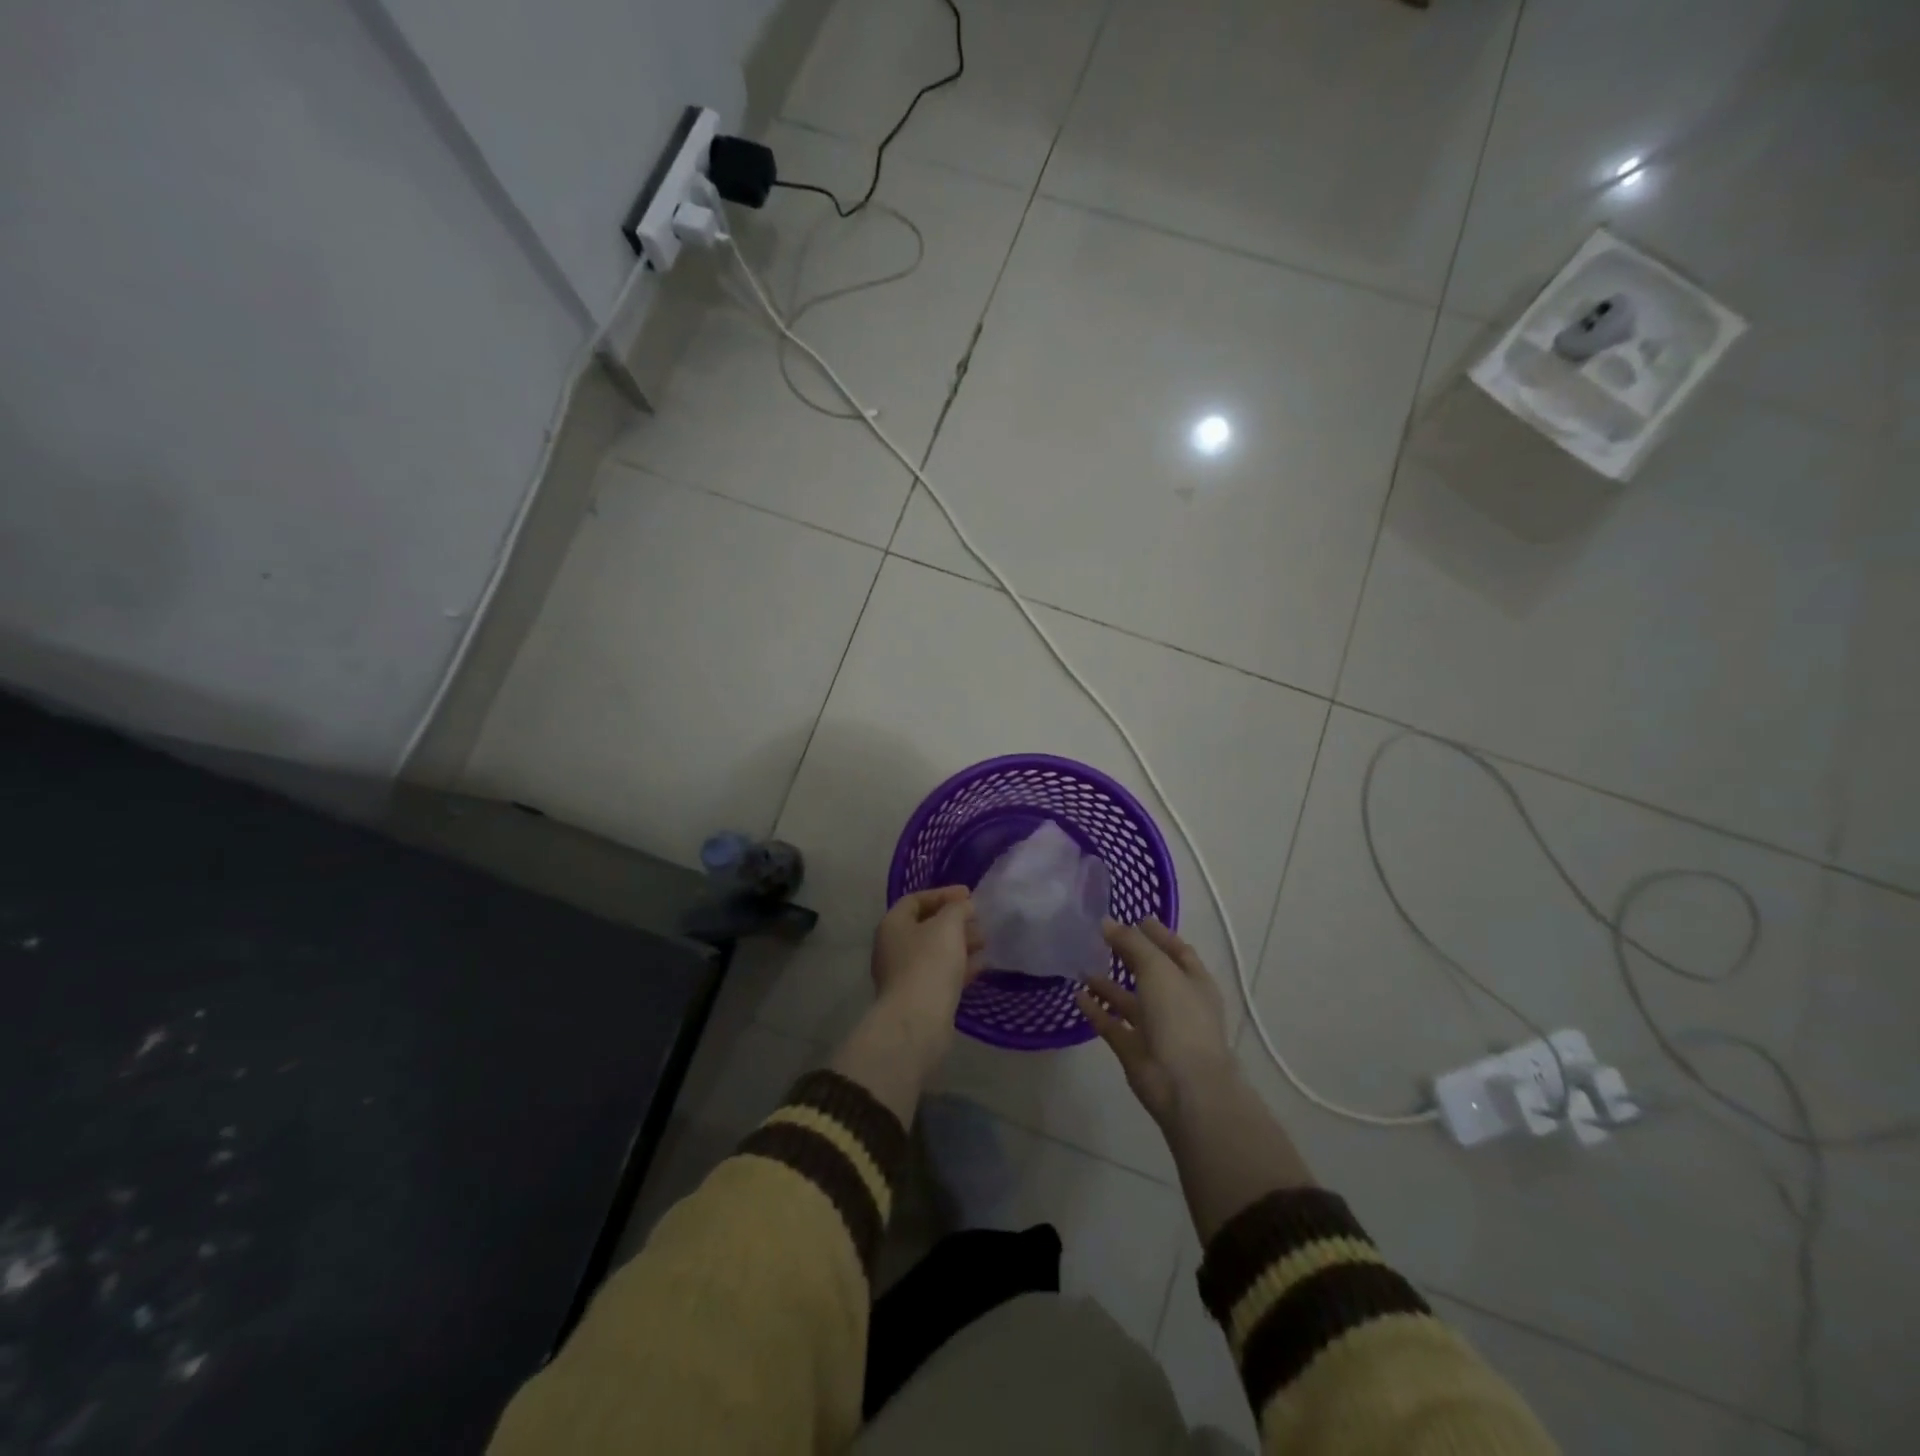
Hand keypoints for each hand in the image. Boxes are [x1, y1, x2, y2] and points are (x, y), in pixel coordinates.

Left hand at [869, 886, 984, 1066]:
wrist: (918, 1020)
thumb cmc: (929, 962)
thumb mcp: (948, 925)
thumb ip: (958, 908)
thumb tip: (964, 907)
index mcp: (892, 924)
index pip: (916, 899)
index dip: (943, 894)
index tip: (969, 895)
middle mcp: (893, 947)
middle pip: (926, 926)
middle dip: (955, 920)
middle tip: (979, 920)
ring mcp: (903, 974)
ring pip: (935, 951)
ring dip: (960, 944)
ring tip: (985, 942)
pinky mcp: (918, 997)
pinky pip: (940, 974)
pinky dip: (959, 966)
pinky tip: (981, 966)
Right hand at [1077, 918, 1234, 1126]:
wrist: (1184, 1085)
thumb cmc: (1179, 1018)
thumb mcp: (1157, 969)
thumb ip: (1132, 943)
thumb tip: (1107, 922)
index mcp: (1194, 982)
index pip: (1176, 951)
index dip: (1158, 934)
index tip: (1136, 917)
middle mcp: (1177, 1003)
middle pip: (1151, 973)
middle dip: (1129, 955)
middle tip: (1101, 937)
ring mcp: (1156, 1029)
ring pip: (1129, 1000)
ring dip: (1108, 984)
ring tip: (1082, 965)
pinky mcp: (1135, 1050)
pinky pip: (1112, 1024)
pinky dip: (1097, 1010)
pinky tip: (1077, 996)